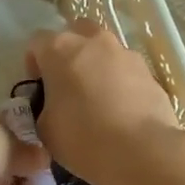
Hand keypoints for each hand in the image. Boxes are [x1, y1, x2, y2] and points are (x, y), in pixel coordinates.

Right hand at [25, 20, 183, 184]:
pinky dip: (120, 83)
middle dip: (69, 53)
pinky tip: (121, 111)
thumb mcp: (45, 128)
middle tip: (68, 84)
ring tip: (98, 100)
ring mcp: (126, 54)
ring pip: (105, 51)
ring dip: (97, 66)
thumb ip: (43, 108)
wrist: (142, 151)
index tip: (39, 88)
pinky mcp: (149, 72)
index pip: (37, 42)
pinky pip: (127, 71)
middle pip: (76, 33)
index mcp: (60, 49)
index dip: (34, 64)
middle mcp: (93, 42)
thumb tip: (52, 107)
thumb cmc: (83, 138)